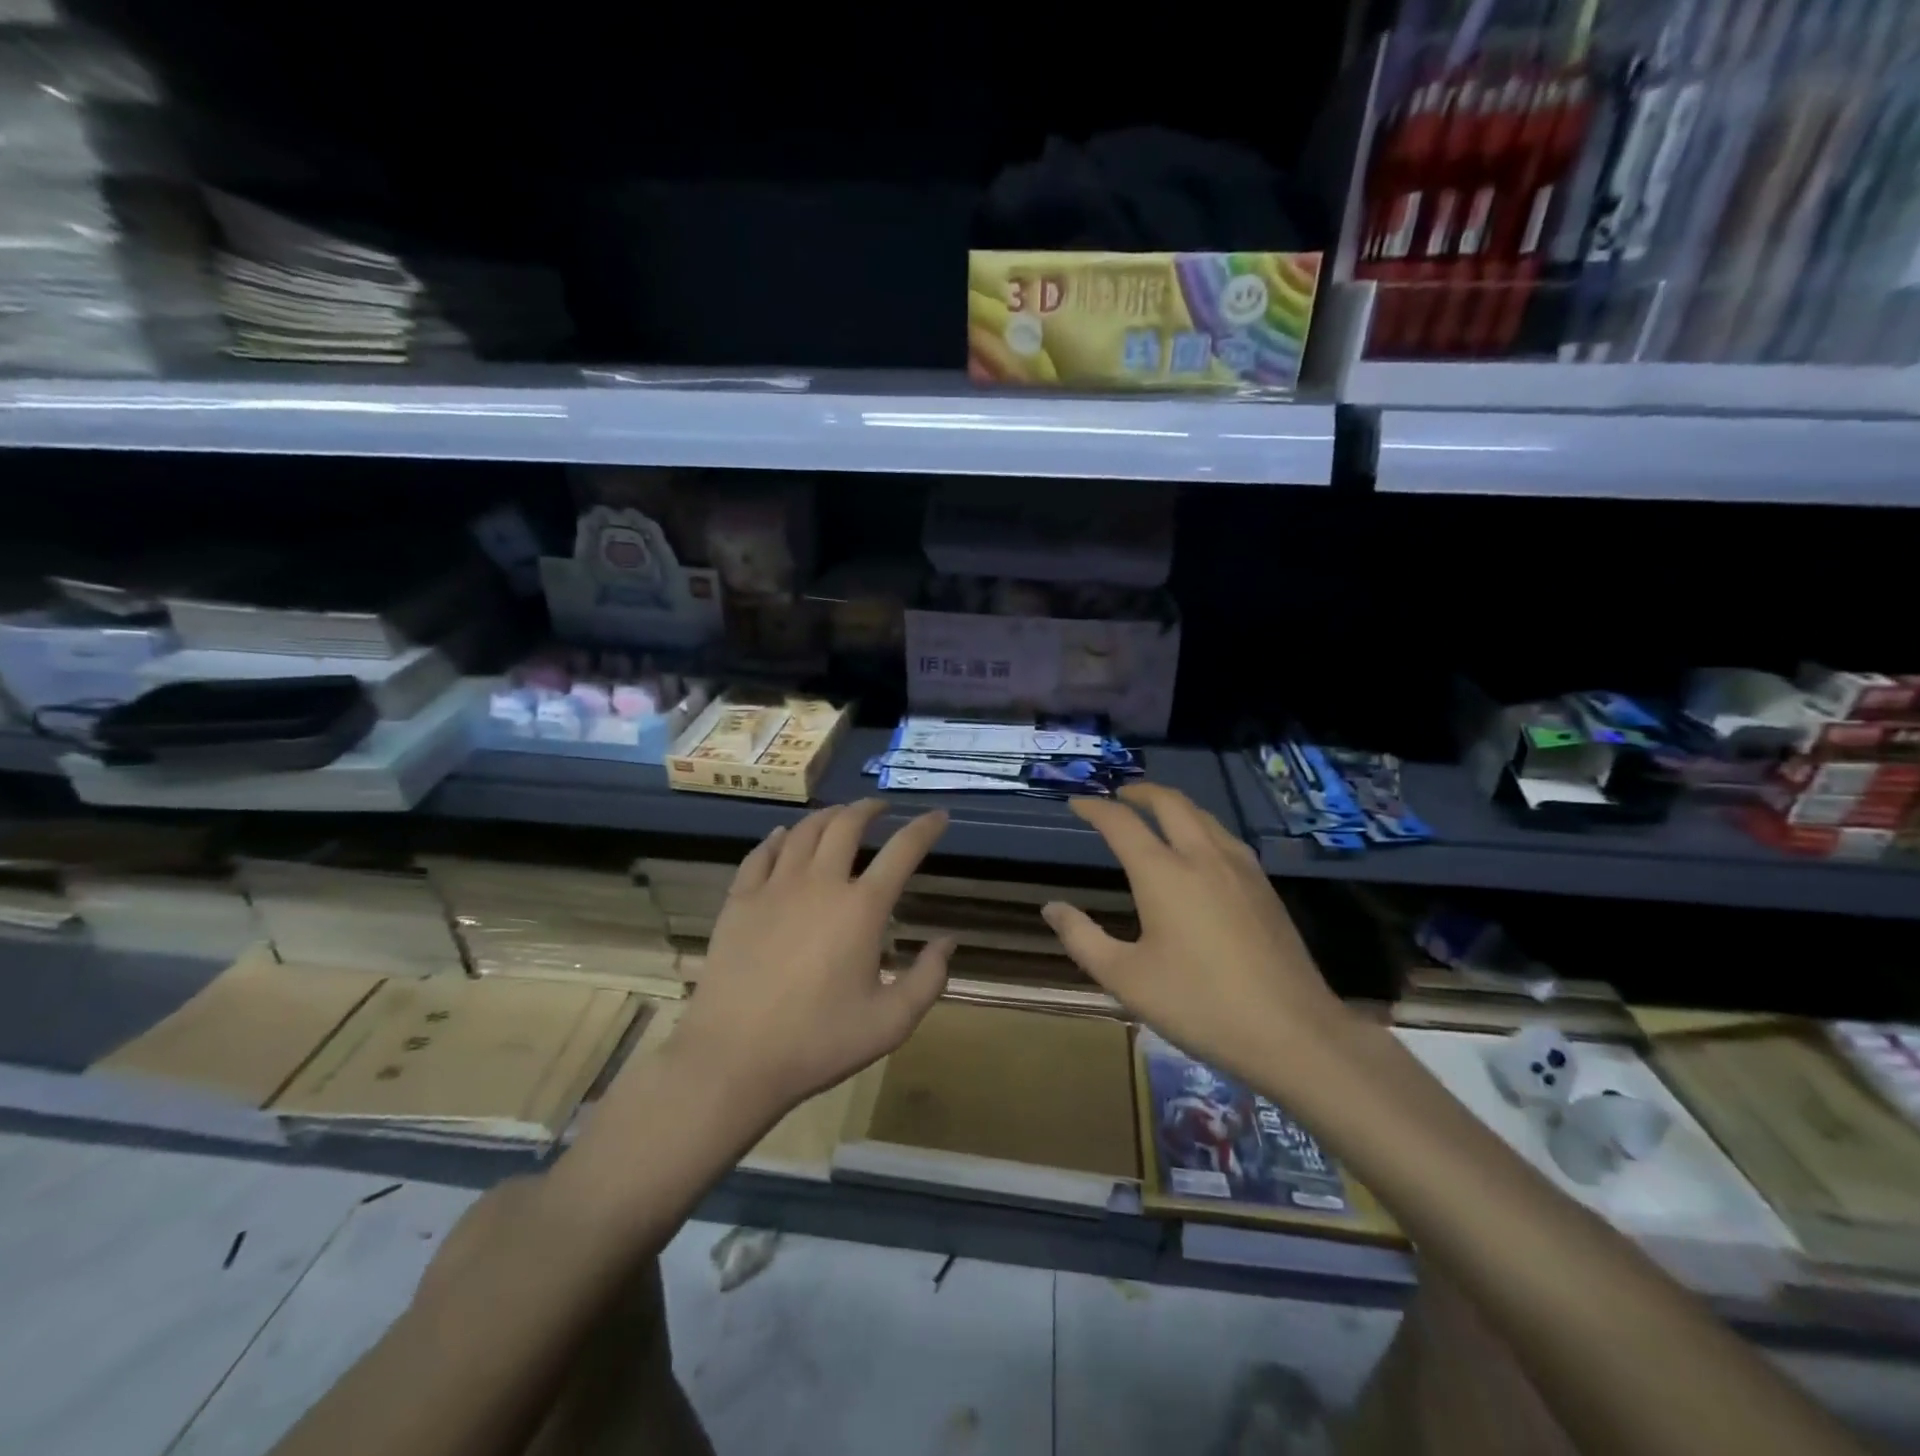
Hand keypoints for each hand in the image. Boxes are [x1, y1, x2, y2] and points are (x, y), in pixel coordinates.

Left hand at [669, 800, 954, 1121]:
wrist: (733, 1057)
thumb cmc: (818, 1042)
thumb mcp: (891, 1023)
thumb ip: (929, 979)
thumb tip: (947, 941)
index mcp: (862, 908)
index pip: (902, 850)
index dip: (925, 828)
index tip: (938, 816)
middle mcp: (820, 883)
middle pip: (847, 824)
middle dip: (869, 808)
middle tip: (881, 808)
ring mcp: (775, 887)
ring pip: (804, 831)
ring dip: (827, 816)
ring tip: (839, 815)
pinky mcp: (739, 900)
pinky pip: (762, 853)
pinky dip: (780, 838)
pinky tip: (784, 837)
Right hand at [1041, 784, 1347, 1084]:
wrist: (1292, 1032)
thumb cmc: (1198, 1004)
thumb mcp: (1126, 979)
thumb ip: (1082, 938)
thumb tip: (1052, 908)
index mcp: (1163, 873)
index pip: (1121, 823)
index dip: (1095, 808)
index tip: (1076, 803)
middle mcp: (1202, 856)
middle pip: (1169, 803)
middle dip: (1140, 792)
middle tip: (1118, 796)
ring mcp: (1240, 868)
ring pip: (1203, 815)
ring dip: (1173, 804)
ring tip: (1155, 813)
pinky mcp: (1264, 886)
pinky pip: (1224, 836)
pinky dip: (1200, 824)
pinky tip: (1199, 848)